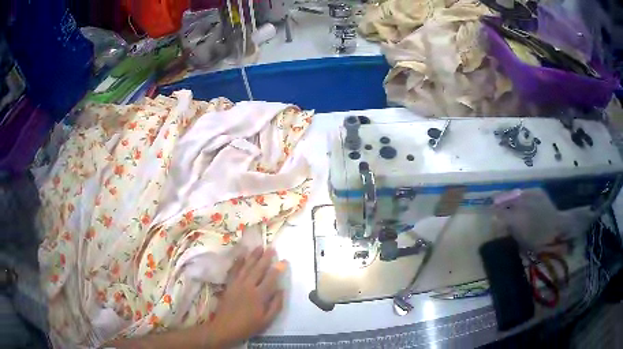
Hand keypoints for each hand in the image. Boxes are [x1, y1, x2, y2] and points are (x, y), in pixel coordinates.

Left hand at [208, 247, 285, 347]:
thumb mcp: (267, 320)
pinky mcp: (229, 285)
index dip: (278, 269)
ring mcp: (237, 284)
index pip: (271, 279)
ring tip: (259, 247)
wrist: (225, 328)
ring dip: (253, 256)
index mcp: (259, 296)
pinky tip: (241, 256)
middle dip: (265, 258)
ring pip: (246, 267)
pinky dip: (238, 262)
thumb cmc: (248, 326)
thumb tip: (281, 290)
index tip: (284, 261)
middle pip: (258, 269)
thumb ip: (276, 305)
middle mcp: (248, 286)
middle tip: (271, 248)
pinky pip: (234, 270)